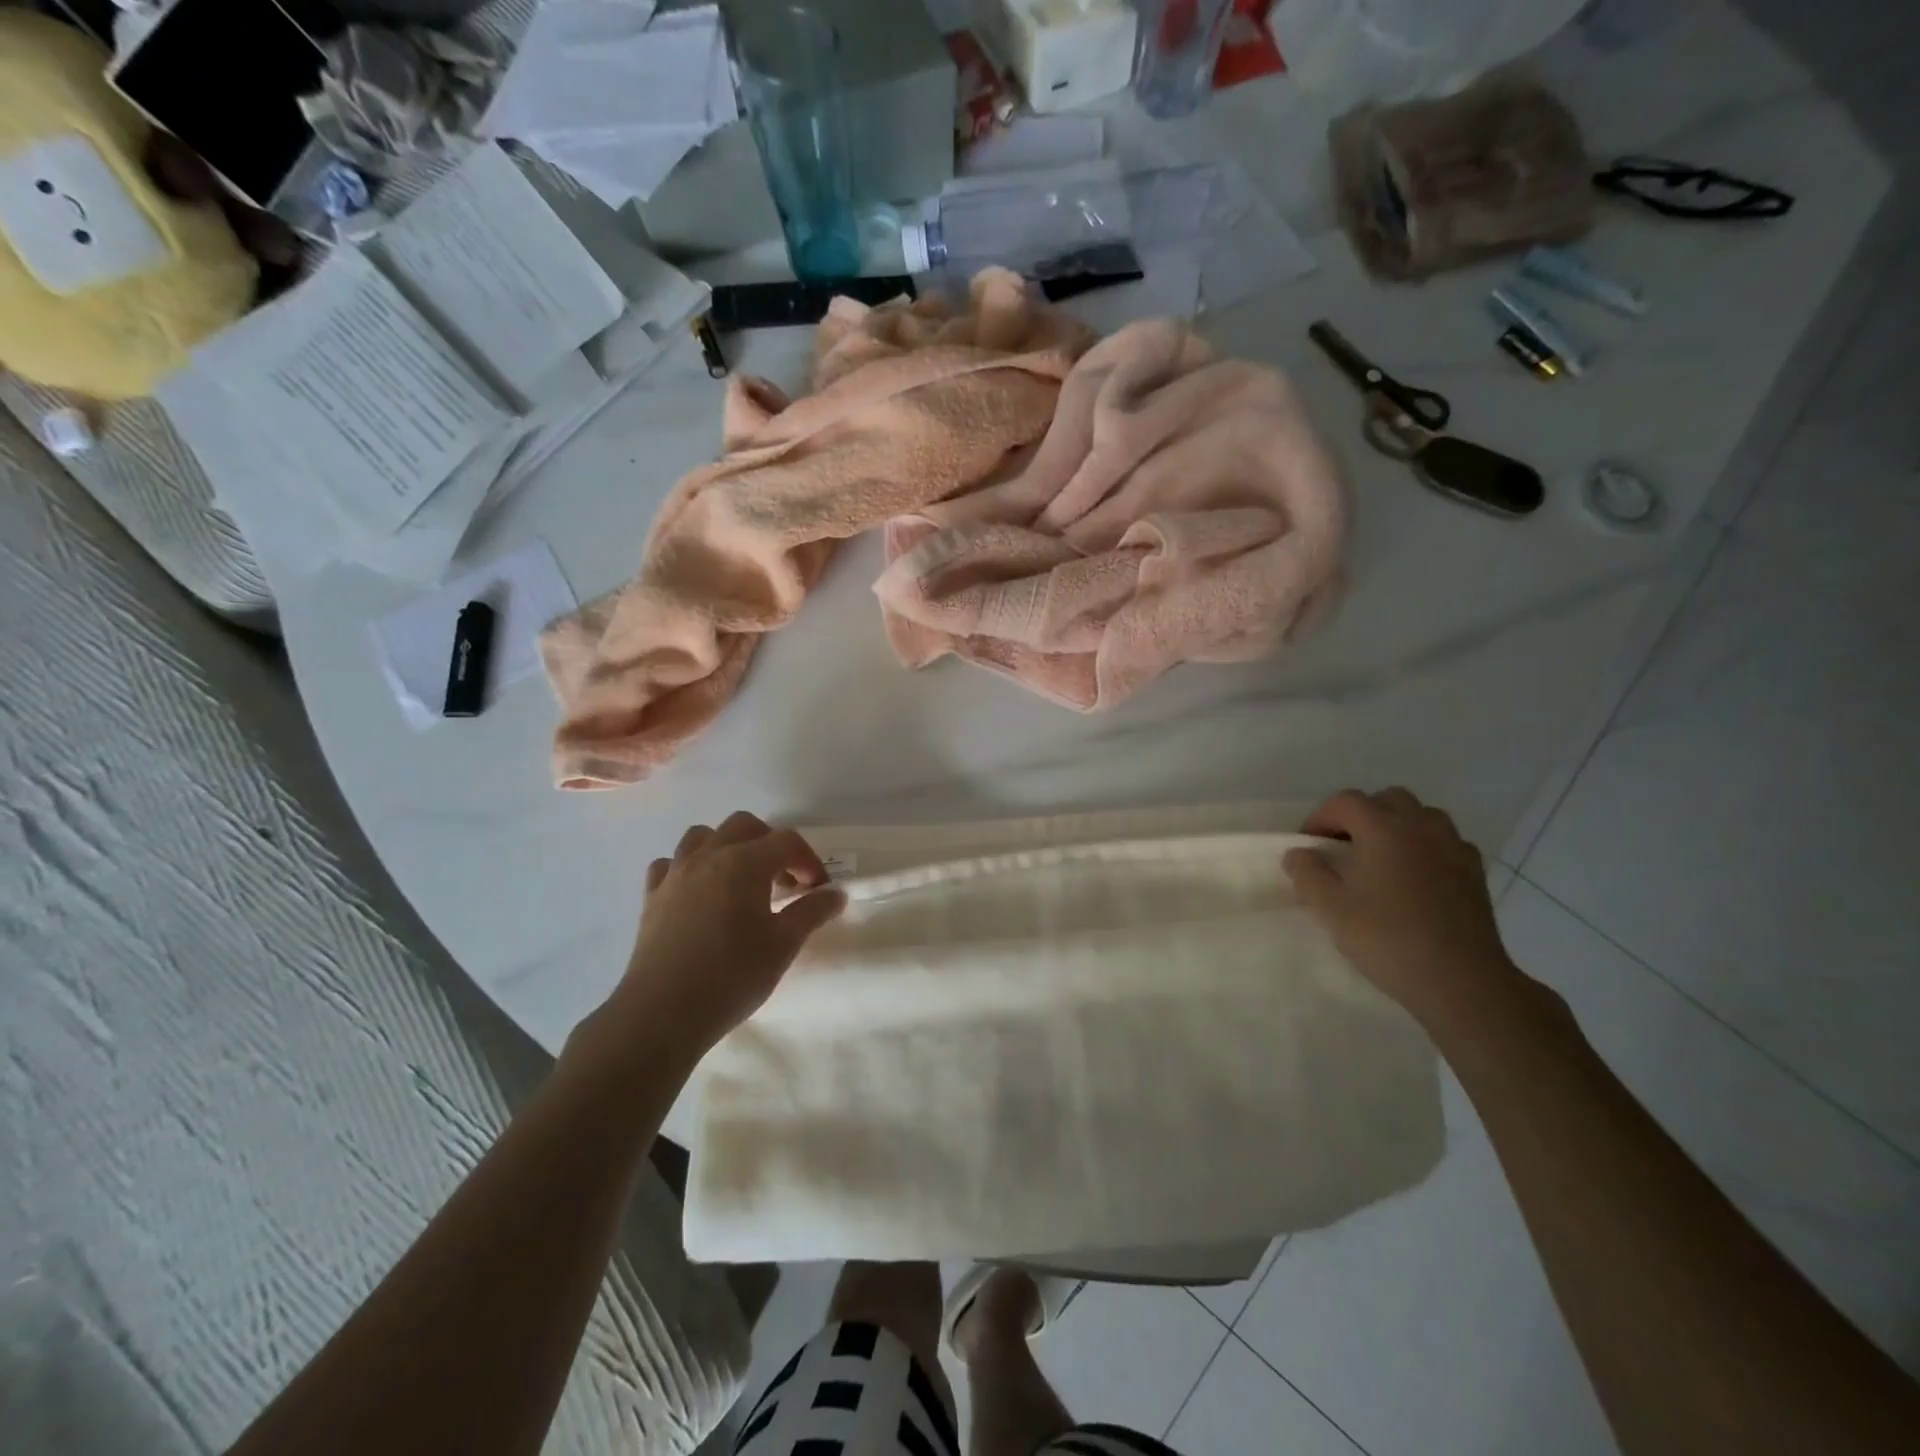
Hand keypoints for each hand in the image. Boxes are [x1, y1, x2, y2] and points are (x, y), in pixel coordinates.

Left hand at [617, 812, 844, 1053]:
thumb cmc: (732, 976)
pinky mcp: (652, 896)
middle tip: (784, 880)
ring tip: (741, 880)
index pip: (787, 841)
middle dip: (770, 844)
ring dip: (728, 847)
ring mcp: (675, 873)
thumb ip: (812, 912)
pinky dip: (690, 868)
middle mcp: (708, 856)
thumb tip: (836, 894)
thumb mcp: (783, 945)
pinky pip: (671, 864)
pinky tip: (699, 893)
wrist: (662, 1012)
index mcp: (745, 862)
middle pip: (745, 826)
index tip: (818, 890)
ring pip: (703, 836)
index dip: (809, 861)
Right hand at [1283, 788, 1523, 1032]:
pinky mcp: (1474, 872)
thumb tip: (1298, 853)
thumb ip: (1307, 874)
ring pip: (1421, 815)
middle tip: (1344, 848)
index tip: (1309, 847)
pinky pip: (1446, 841)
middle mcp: (1421, 827)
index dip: (1320, 818)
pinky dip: (1426, 847)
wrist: (1461, 982)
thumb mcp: (1330, 910)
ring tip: (1381, 859)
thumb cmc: (1388, 940)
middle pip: (1386, 800)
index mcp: (1383, 829)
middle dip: (1360, 816)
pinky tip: (1416, 876)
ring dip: (1396, 826)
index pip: (1344, 802)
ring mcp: (1453, 847)